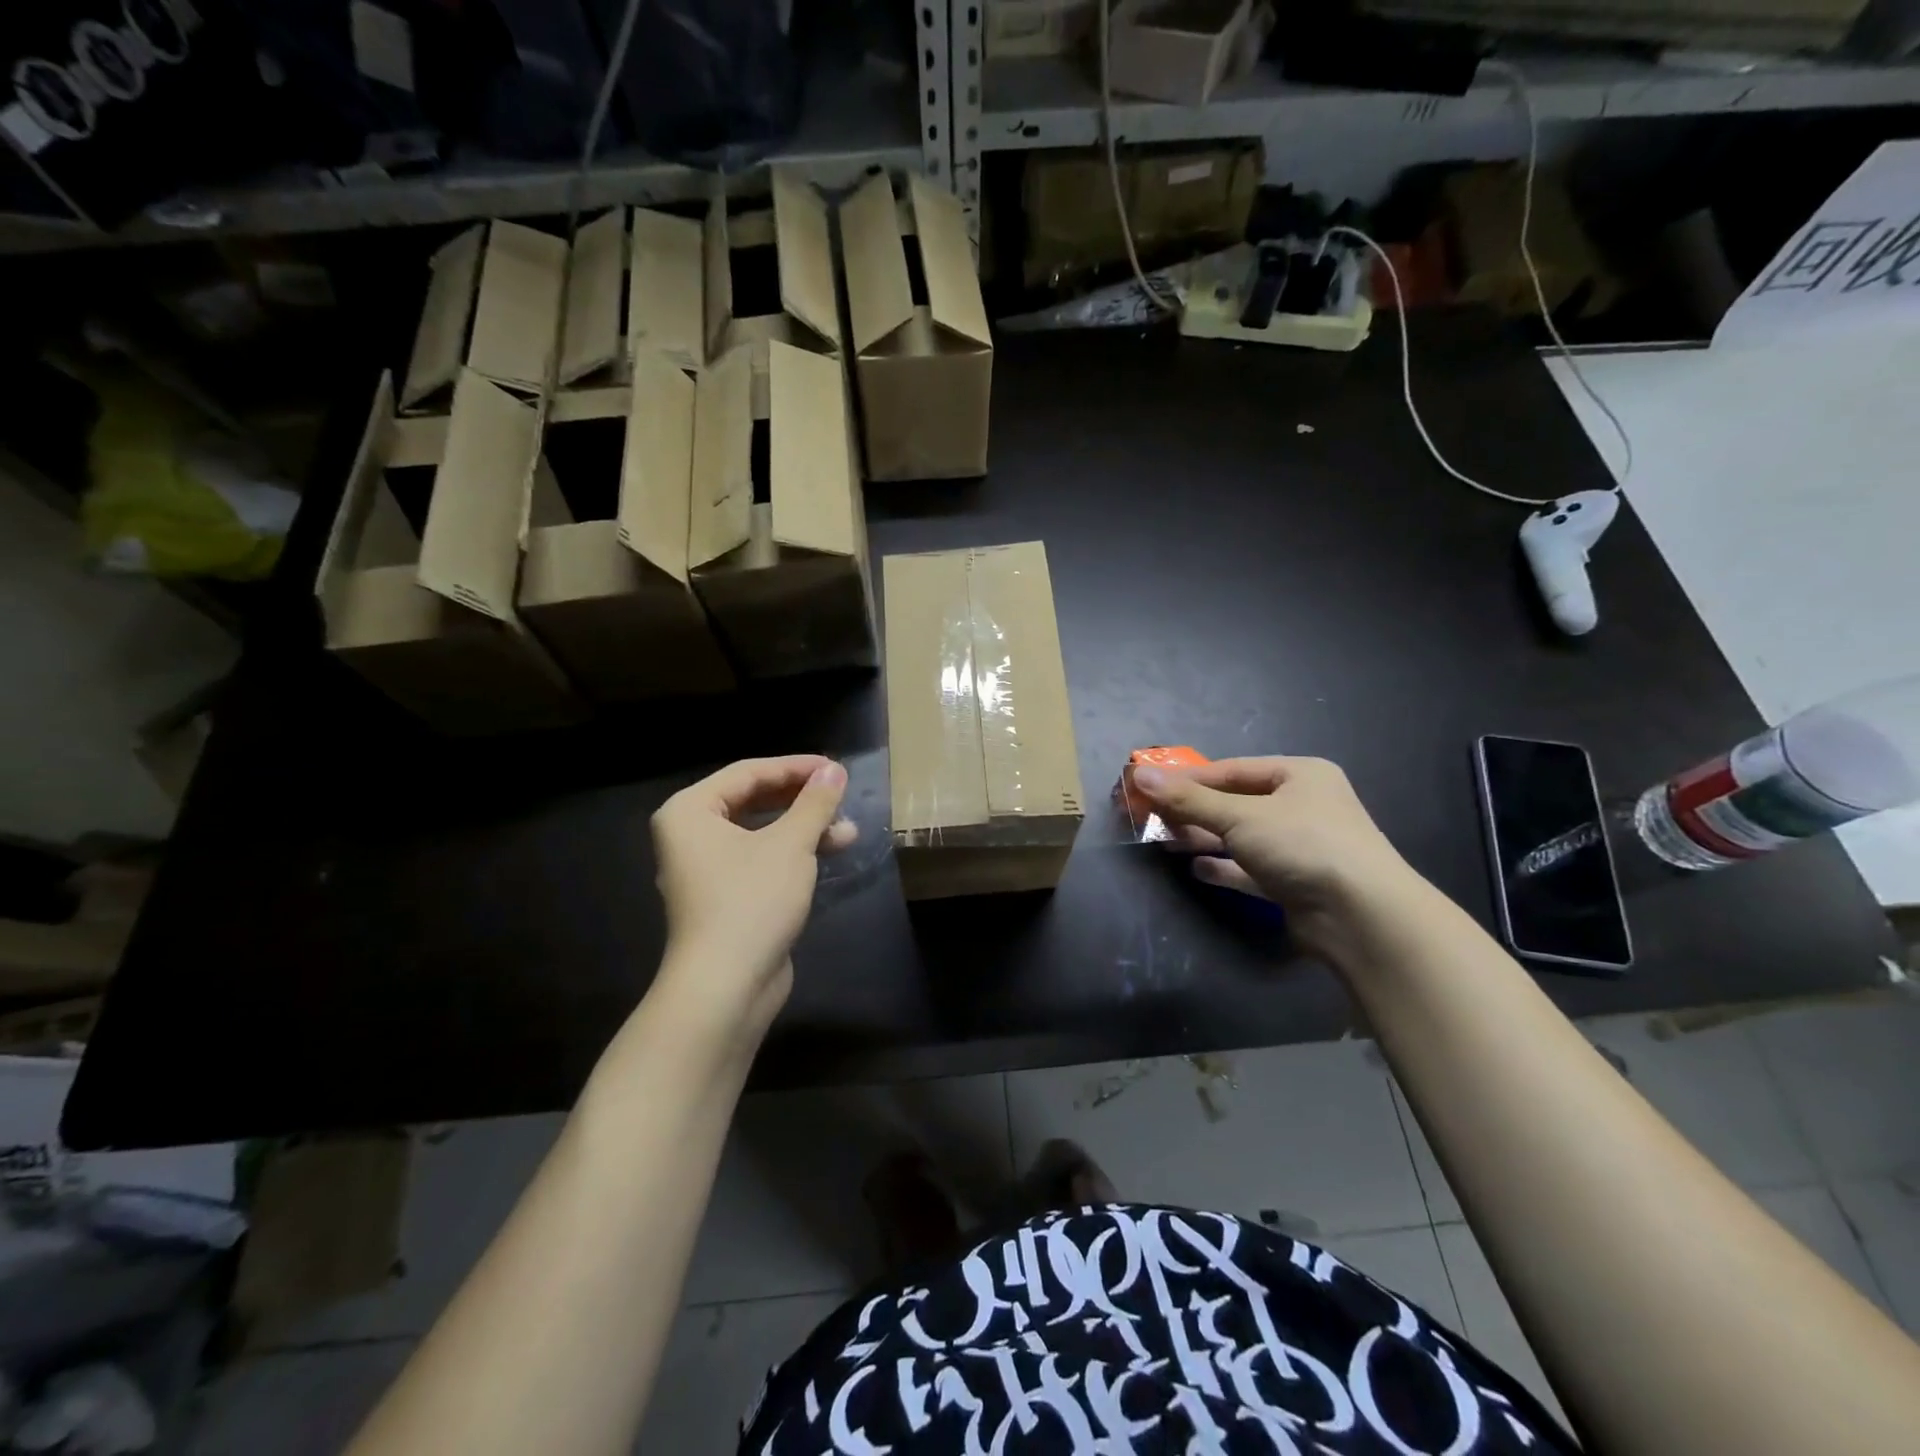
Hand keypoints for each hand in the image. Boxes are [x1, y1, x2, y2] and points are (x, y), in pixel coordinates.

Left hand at [650, 756, 854, 1025]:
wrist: (726, 987)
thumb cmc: (751, 901)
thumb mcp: (790, 844)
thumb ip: (814, 803)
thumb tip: (834, 770)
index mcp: (690, 812)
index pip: (748, 773)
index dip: (795, 767)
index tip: (836, 768)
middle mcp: (692, 836)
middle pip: (753, 800)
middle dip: (801, 800)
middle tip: (840, 796)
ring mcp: (707, 870)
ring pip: (761, 833)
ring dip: (804, 828)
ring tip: (848, 831)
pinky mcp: (726, 898)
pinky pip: (761, 860)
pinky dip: (793, 853)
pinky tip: (830, 853)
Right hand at [1130, 756, 1416, 959]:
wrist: (1362, 916)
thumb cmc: (1302, 845)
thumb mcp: (1240, 816)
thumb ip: (1188, 799)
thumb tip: (1140, 774)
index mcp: (1300, 775)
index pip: (1232, 770)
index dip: (1188, 778)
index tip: (1149, 787)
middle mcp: (1303, 806)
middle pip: (1236, 803)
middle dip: (1194, 810)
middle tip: (1153, 817)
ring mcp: (1302, 846)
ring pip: (1242, 837)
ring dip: (1205, 838)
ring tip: (1166, 841)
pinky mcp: (1296, 883)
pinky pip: (1252, 869)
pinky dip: (1225, 867)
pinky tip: (1196, 869)